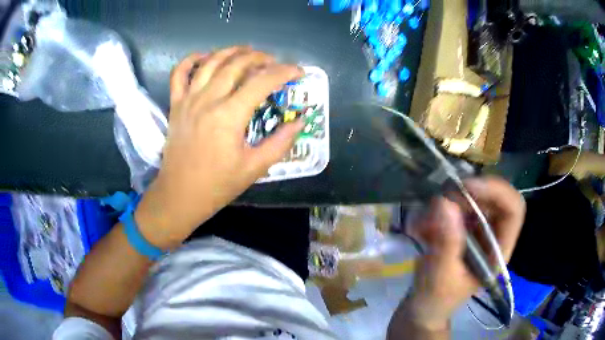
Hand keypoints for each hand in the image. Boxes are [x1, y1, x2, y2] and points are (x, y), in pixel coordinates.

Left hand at [135, 47, 304, 247]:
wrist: (180, 196)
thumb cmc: (217, 185)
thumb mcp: (255, 168)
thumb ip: (280, 142)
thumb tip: (300, 121)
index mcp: (229, 116)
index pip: (262, 82)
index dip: (284, 73)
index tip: (298, 72)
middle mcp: (208, 100)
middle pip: (237, 64)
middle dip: (260, 58)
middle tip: (274, 63)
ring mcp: (188, 100)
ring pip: (210, 62)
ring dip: (231, 51)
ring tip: (247, 51)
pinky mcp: (176, 105)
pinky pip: (179, 73)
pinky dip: (191, 60)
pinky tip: (205, 57)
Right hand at [399, 177, 524, 331]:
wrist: (423, 309)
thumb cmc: (435, 300)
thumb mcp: (440, 277)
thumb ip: (446, 243)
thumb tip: (445, 203)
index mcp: (498, 251)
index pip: (513, 209)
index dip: (496, 191)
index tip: (466, 187)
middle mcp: (492, 235)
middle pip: (493, 196)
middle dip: (467, 195)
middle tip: (439, 204)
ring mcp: (477, 230)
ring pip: (472, 198)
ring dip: (447, 203)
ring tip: (424, 224)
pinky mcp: (461, 228)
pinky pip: (453, 206)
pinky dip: (437, 211)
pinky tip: (421, 229)